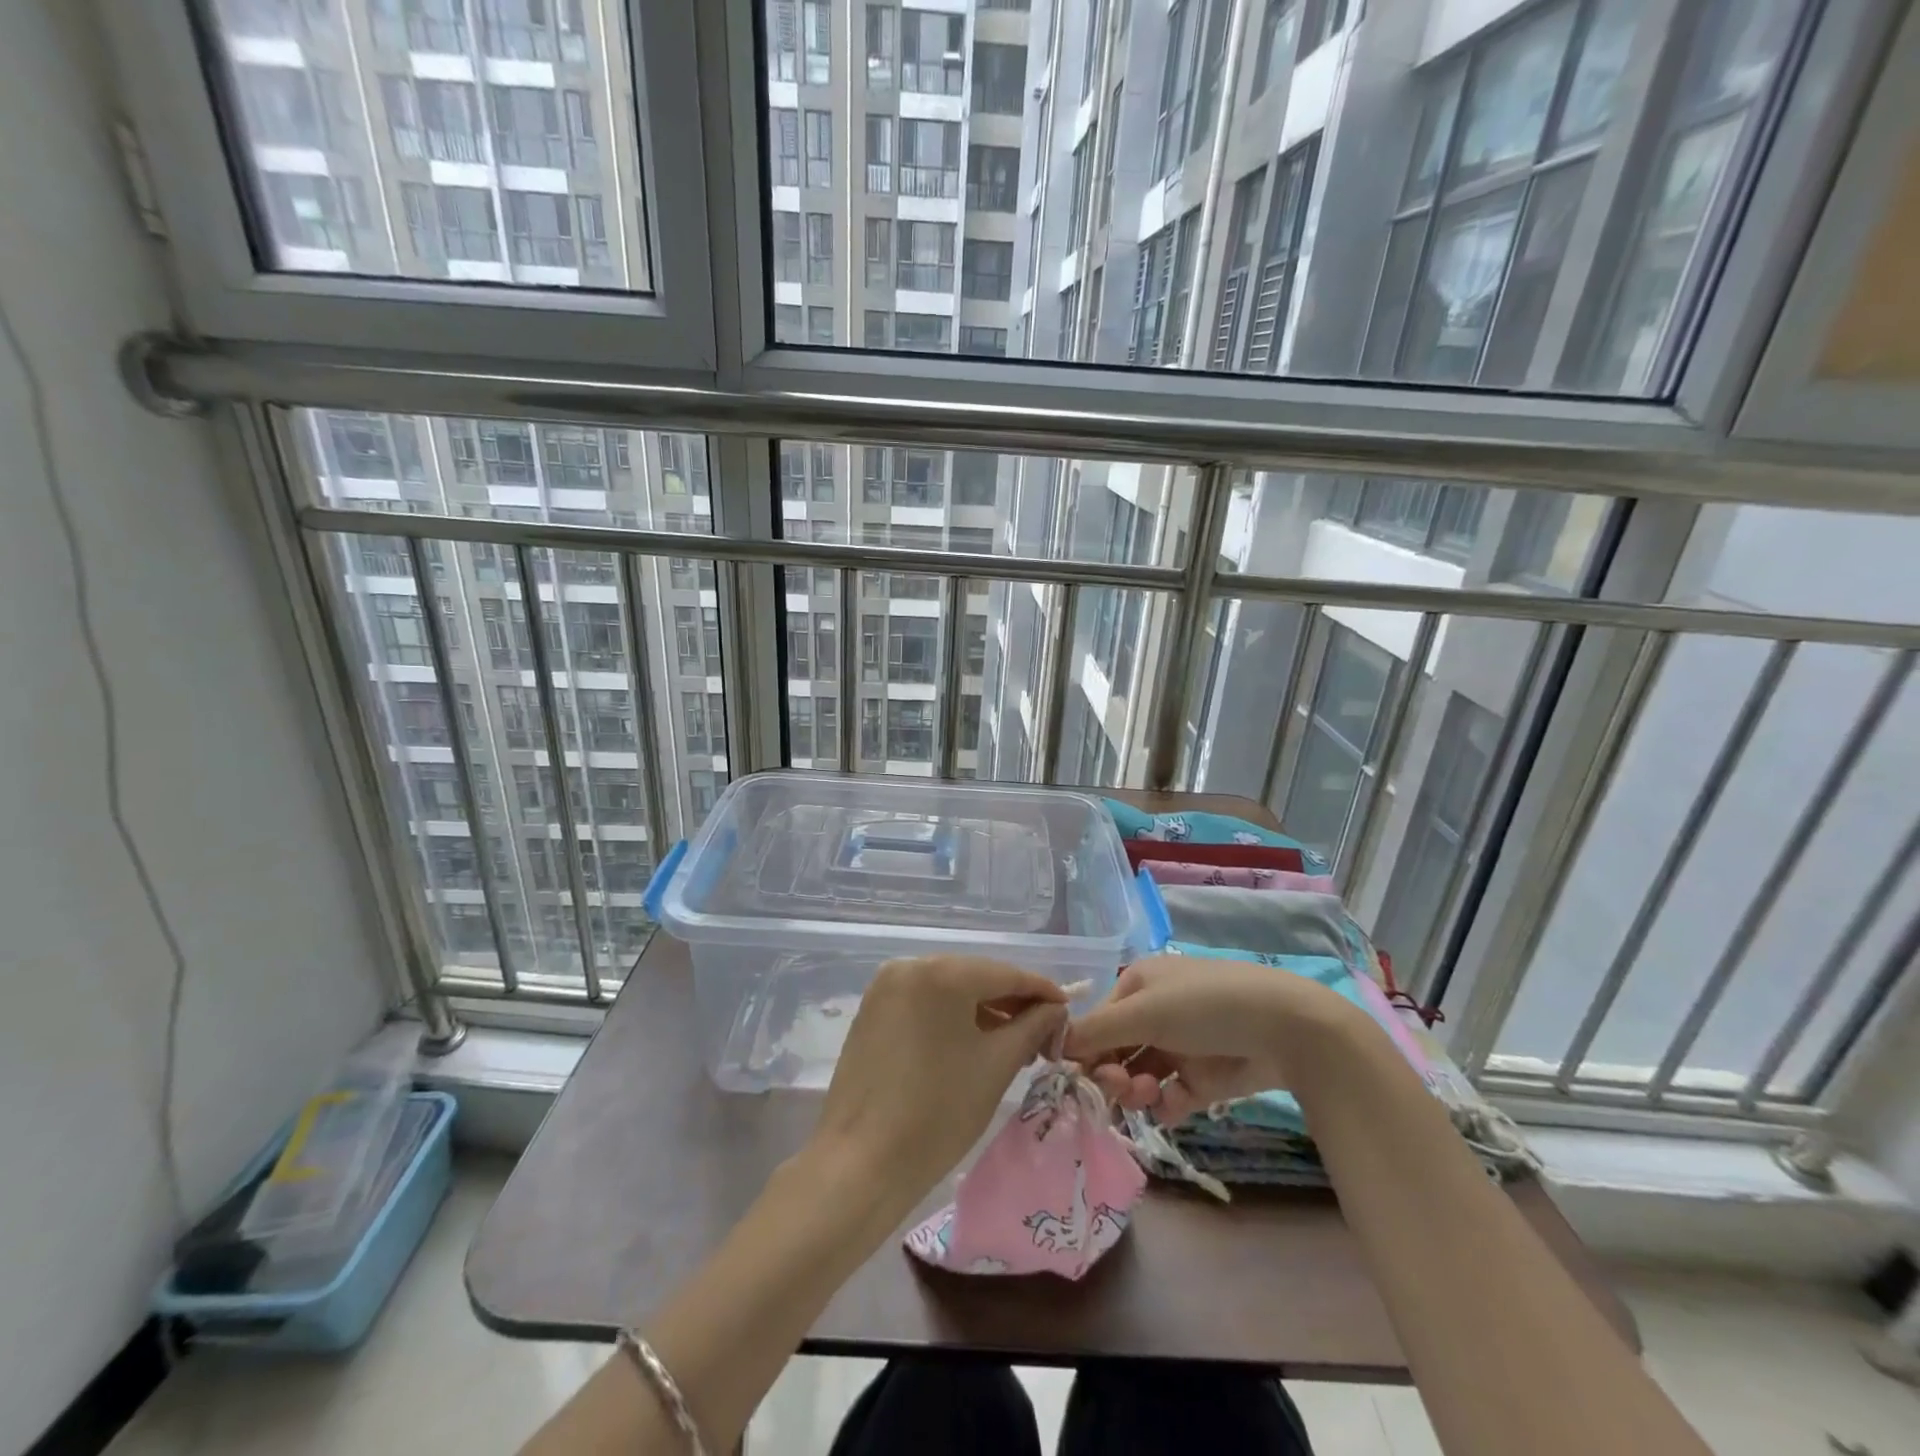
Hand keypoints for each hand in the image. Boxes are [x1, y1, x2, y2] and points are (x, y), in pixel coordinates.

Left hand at [812, 956, 1069, 1216]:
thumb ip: (1032, 1027)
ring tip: (1014, 1043)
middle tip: (1044, 1033)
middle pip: (975, 976)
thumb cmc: (938, 1113)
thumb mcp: (996, 1066)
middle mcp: (910, 965)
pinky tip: (973, 1042)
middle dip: (1011, 1002)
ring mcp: (886, 986)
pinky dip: (951, 1016)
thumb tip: (1055, 1009)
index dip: (1042, 991)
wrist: (861, 1162)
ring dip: (982, 1010)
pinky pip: (924, 1002)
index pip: (1005, 973)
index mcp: (942, 972)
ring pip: (949, 989)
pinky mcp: (872, 1009)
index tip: (1068, 1009)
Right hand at [1063, 954, 1361, 1121]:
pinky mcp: (1202, 1078)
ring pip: (1138, 1076)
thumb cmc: (1205, 1005)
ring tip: (1147, 1095)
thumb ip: (1097, 1031)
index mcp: (1138, 986)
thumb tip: (1052, 1044)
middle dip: (1110, 1073)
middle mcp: (1154, 1014)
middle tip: (1118, 1089)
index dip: (1085, 1050)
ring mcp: (1179, 1047)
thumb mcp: (1145, 1011)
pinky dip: (1163, 1104)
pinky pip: (1168, 1096)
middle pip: (1115, 1051)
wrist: (1284, 1028)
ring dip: (1134, 1090)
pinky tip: (1170, 1104)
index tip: (1078, 1078)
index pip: (1097, 1022)